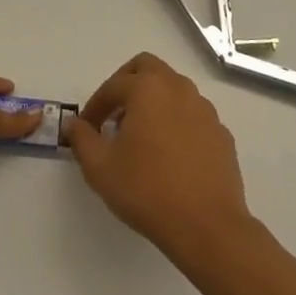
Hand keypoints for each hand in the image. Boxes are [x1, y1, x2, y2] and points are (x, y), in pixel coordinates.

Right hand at [65, 53, 254, 267]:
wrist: (206, 226)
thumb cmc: (147, 190)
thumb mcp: (101, 169)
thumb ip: (83, 140)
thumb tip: (74, 124)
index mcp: (148, 89)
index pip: (113, 86)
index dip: (95, 105)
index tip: (87, 128)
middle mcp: (178, 89)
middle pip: (148, 68)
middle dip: (126, 84)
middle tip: (114, 113)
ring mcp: (205, 110)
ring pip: (173, 88)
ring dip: (153, 101)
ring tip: (140, 135)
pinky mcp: (221, 133)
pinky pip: (193, 115)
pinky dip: (176, 122)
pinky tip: (169, 154)